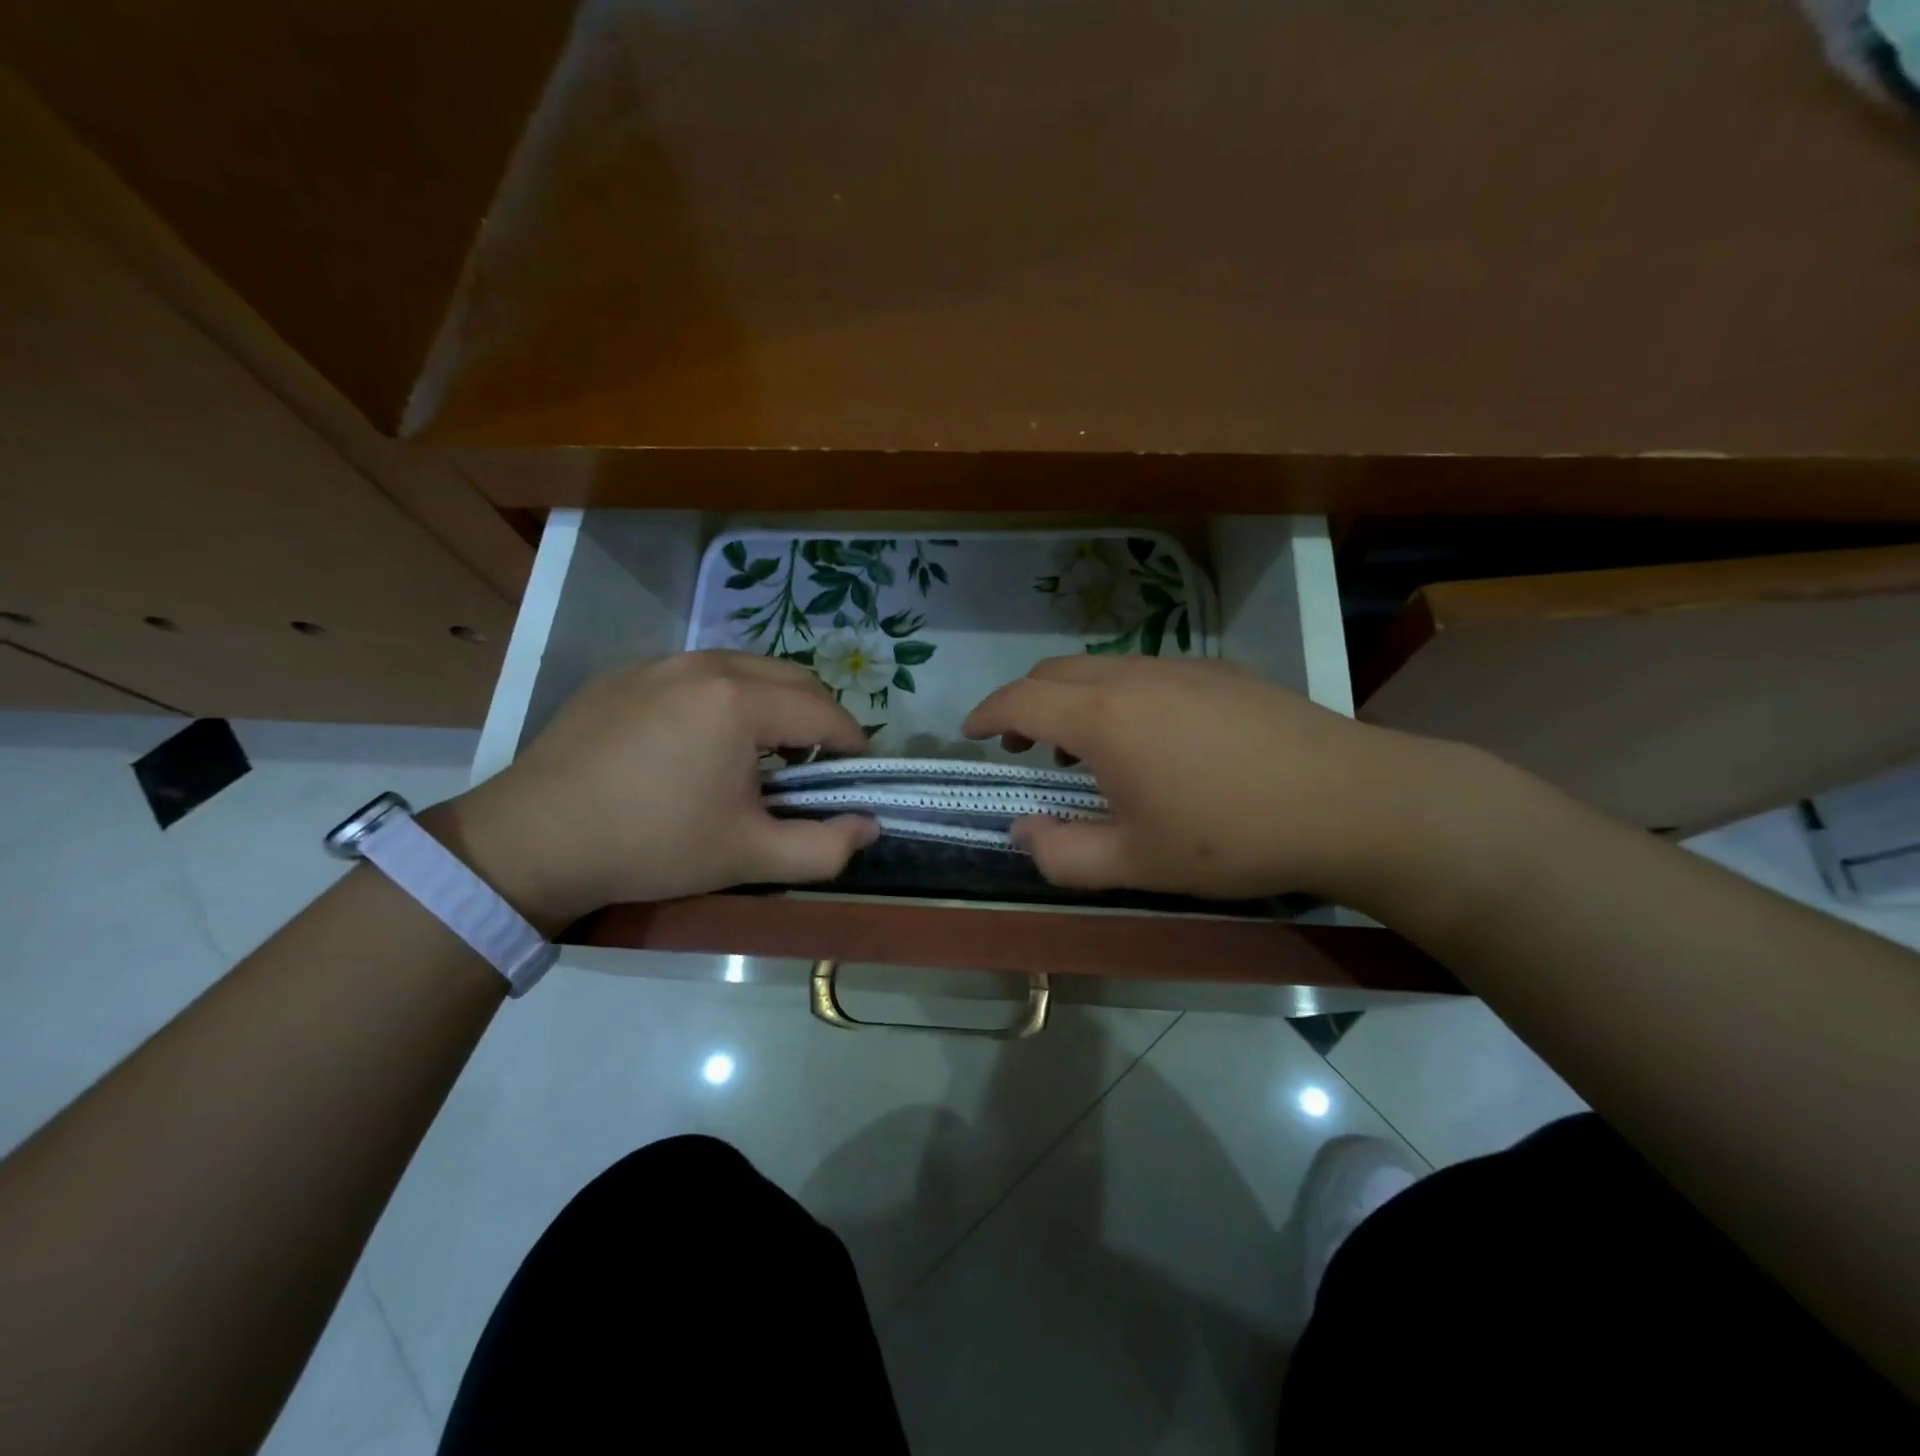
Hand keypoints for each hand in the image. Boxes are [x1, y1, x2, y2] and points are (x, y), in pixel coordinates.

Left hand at [435, 652, 877, 928]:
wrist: (533, 841)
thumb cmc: (651, 845)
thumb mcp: (748, 856)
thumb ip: (824, 846)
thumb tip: (870, 825)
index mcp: (740, 700)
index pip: (824, 711)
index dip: (853, 743)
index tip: (857, 775)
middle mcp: (706, 663)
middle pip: (792, 677)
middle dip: (818, 717)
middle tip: (813, 765)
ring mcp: (661, 662)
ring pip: (745, 669)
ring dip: (772, 703)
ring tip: (760, 752)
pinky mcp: (626, 673)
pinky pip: (698, 673)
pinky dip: (724, 697)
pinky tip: (701, 742)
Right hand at [963, 655, 1478, 908]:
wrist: (1349, 801)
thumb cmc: (1231, 836)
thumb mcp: (1136, 864)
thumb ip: (1062, 853)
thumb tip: (1021, 832)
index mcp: (1104, 717)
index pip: (1020, 698)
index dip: (986, 713)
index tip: (970, 733)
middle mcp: (1135, 676)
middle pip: (1056, 671)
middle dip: (1024, 702)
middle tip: (1022, 746)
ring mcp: (1182, 667)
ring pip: (1102, 667)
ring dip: (1073, 698)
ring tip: (1082, 747)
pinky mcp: (1221, 672)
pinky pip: (1145, 672)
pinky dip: (1117, 694)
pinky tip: (1149, 738)